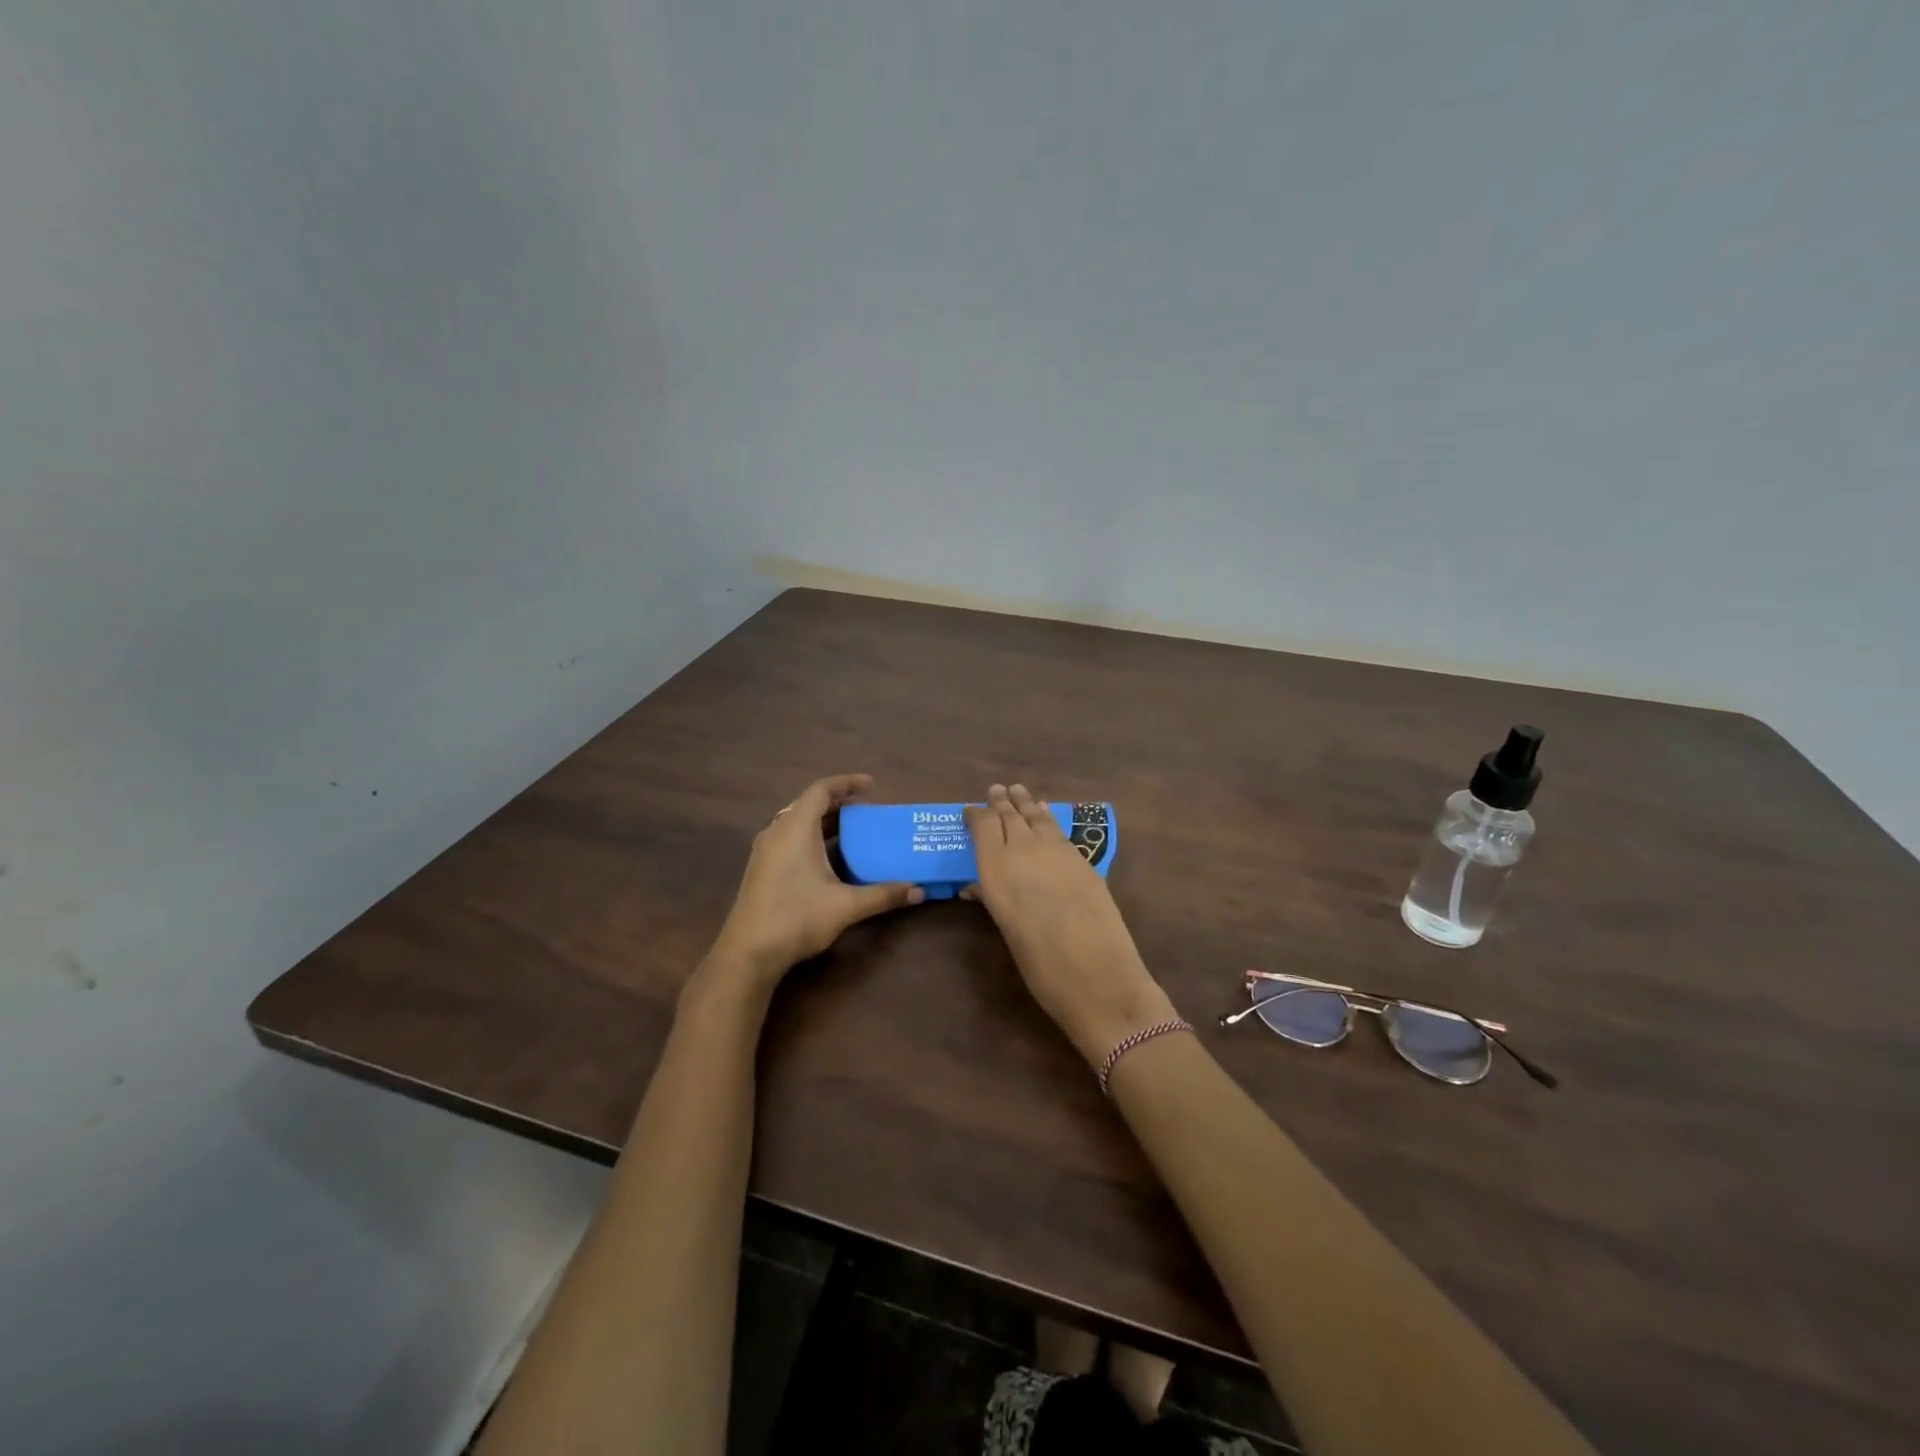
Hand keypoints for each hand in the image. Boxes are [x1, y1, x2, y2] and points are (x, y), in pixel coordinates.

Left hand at [704, 774, 923, 994]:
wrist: (748, 953)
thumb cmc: (796, 918)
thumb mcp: (846, 906)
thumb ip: (883, 895)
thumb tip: (920, 892)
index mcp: (796, 828)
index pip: (821, 790)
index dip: (847, 782)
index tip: (872, 785)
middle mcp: (777, 832)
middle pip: (809, 804)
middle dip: (839, 804)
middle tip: (868, 811)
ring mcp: (766, 851)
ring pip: (797, 823)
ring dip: (825, 822)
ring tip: (854, 832)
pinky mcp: (761, 869)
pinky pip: (789, 839)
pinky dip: (812, 838)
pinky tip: (829, 859)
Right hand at [964, 784, 1176, 1066]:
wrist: (1099, 977)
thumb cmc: (1041, 966)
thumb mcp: (1007, 931)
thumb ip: (992, 900)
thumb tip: (976, 887)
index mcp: (996, 870)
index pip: (983, 826)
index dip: (976, 815)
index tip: (969, 811)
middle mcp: (1024, 851)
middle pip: (1010, 816)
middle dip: (1001, 802)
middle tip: (996, 790)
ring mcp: (1057, 851)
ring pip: (1036, 817)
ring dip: (1025, 803)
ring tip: (1018, 791)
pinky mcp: (1083, 859)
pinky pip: (1058, 830)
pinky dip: (1047, 818)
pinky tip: (1045, 814)